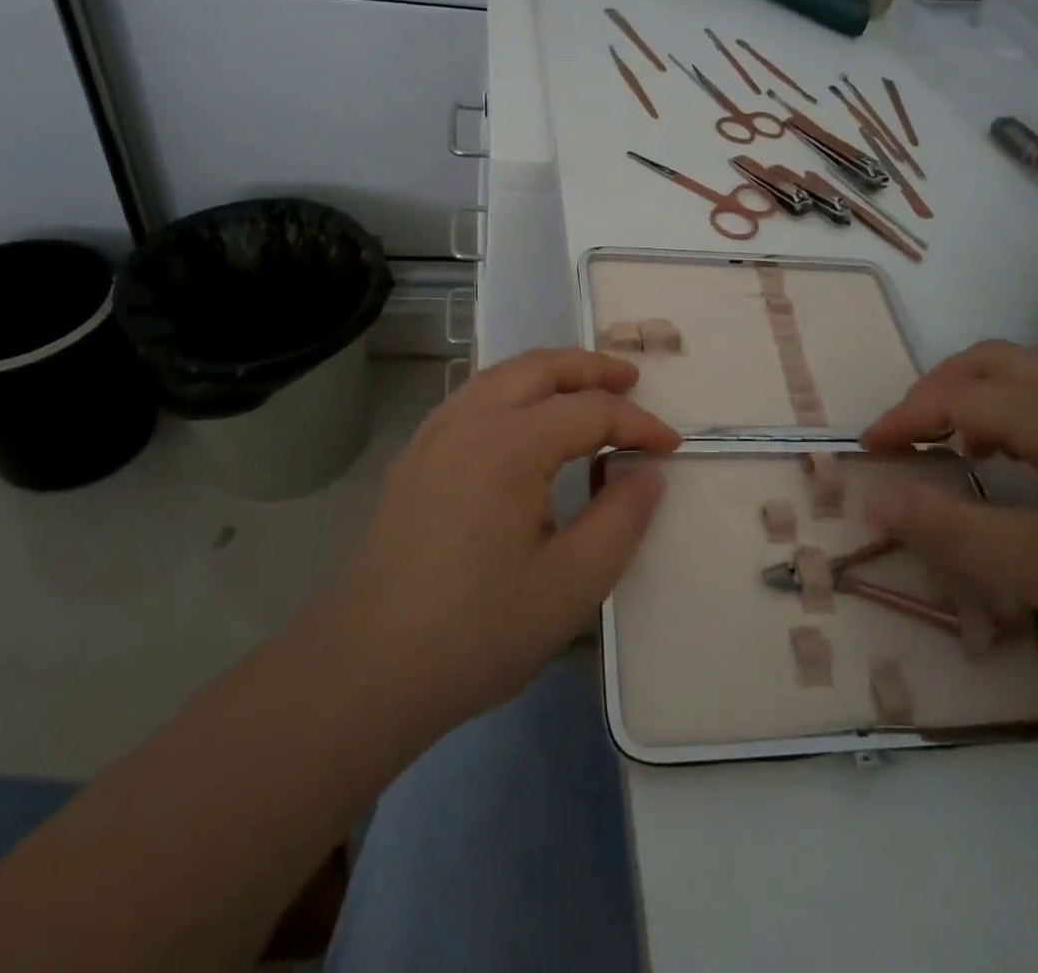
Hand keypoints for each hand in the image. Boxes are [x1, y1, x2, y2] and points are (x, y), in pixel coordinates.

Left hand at [315, 349, 679, 741]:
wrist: (367, 670)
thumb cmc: (477, 631)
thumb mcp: (570, 585)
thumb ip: (620, 520)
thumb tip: (647, 473)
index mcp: (509, 445)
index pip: (590, 412)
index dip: (637, 424)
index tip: (671, 447)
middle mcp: (468, 421)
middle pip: (540, 367)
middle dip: (592, 368)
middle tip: (632, 381)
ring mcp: (434, 436)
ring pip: (500, 375)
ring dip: (549, 373)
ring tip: (584, 390)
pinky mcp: (414, 459)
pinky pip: (472, 399)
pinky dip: (512, 390)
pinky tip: (522, 421)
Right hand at [860, 340, 1037, 685]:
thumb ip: (948, 529)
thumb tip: (874, 499)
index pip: (960, 397)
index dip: (906, 418)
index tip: (868, 449)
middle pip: (993, 360)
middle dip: (937, 388)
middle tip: (908, 434)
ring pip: (1030, 374)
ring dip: (977, 396)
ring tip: (956, 447)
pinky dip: (1015, 412)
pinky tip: (1020, 465)